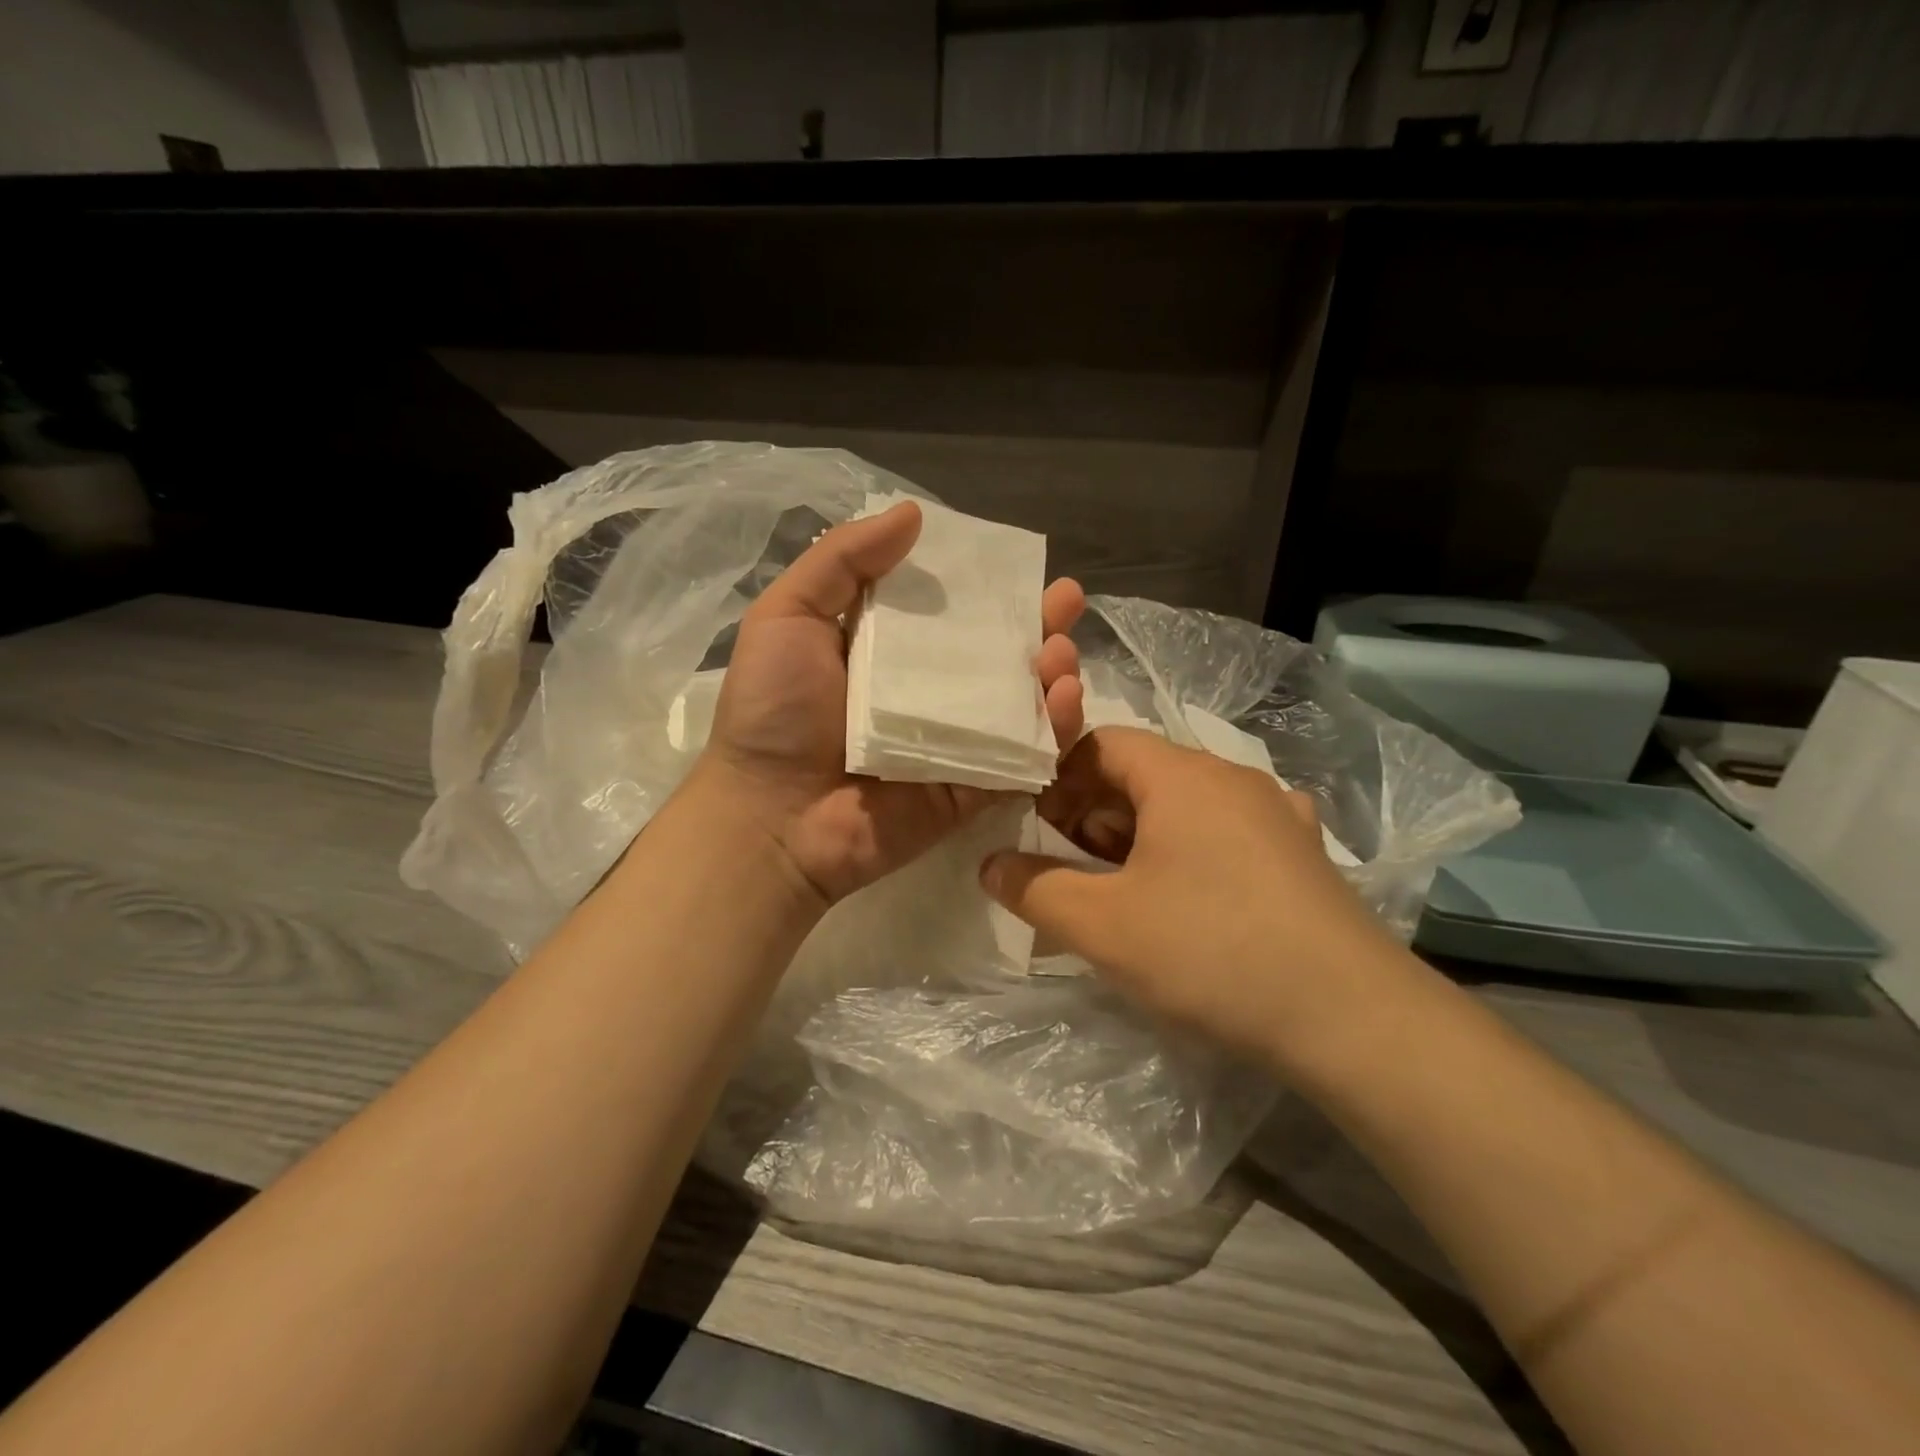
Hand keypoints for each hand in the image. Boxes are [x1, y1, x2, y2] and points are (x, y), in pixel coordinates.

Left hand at [701, 500, 1085, 904]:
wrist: (771, 815)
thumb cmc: (772, 712)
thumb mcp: (787, 616)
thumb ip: (842, 561)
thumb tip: (913, 512)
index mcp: (889, 653)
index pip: (950, 611)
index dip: (986, 586)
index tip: (1018, 564)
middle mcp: (928, 694)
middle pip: (996, 654)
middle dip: (1038, 624)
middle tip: (1066, 600)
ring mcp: (954, 742)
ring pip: (1019, 704)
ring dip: (1052, 674)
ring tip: (1061, 653)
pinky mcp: (972, 788)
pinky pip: (1022, 759)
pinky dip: (1053, 733)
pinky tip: (1065, 701)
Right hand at [980, 727, 1400, 1061]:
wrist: (1353, 1019)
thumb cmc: (1211, 952)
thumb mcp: (1102, 925)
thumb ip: (1033, 888)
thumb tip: (990, 863)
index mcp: (1183, 774)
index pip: (1099, 743)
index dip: (1056, 778)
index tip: (1032, 825)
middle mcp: (1232, 778)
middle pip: (1141, 774)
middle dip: (1091, 815)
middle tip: (1065, 868)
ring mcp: (1276, 815)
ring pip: (1182, 807)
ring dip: (1136, 839)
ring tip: (1116, 894)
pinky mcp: (1301, 855)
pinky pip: (1223, 836)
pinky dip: (1185, 855)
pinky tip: (1183, 905)